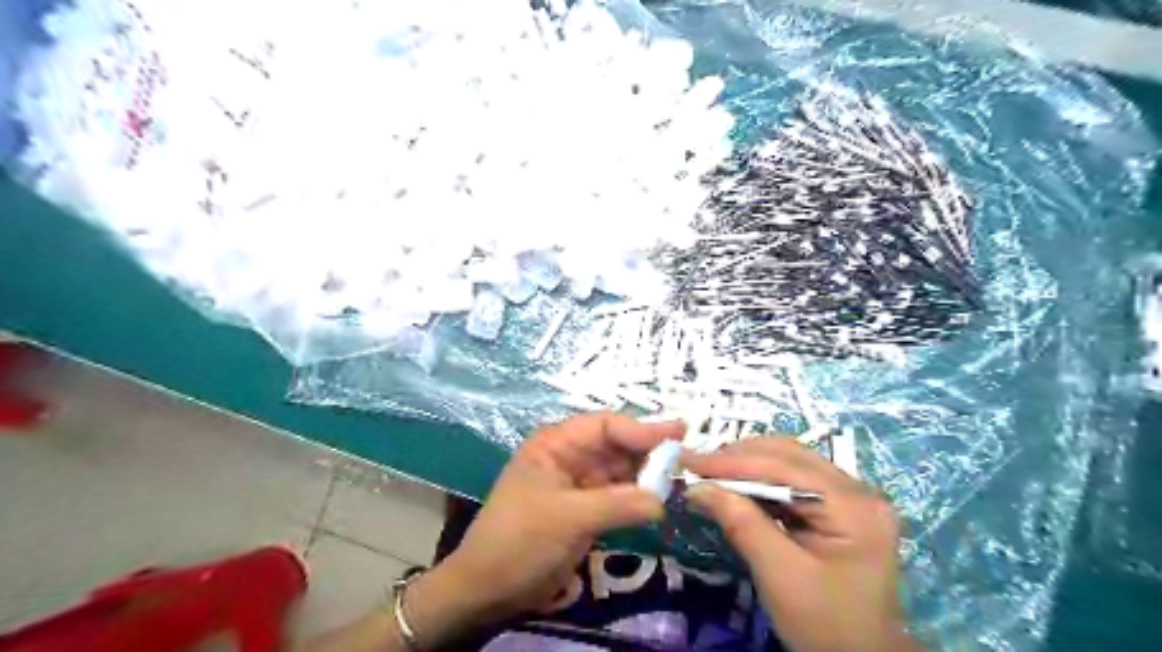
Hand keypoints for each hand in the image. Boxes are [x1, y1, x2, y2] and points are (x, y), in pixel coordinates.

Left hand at [406, 415, 681, 643]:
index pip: (605, 426)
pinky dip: (639, 497)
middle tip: (687, 455)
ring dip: (647, 474)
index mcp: (556, 443)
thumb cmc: (520, 540)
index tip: (677, 436)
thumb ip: (618, 504)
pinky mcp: (586, 509)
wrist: (488, 588)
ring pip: (620, 470)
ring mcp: (579, 483)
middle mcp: (570, 456)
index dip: (641, 430)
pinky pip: (619, 495)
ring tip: (682, 476)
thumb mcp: (569, 517)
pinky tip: (661, 499)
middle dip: (649, 450)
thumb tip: (662, 499)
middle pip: (617, 445)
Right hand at [683, 439, 922, 651]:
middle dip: (738, 458)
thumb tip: (697, 486)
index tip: (687, 461)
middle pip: (787, 455)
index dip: (731, 461)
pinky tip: (735, 488)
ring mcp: (851, 497)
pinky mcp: (840, 507)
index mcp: (853, 505)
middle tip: (695, 466)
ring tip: (709, 474)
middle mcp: (857, 490)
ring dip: (746, 466)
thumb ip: (740, 523)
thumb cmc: (825, 626)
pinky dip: (759, 481)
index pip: (783, 467)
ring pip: (789, 462)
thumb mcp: (779, 575)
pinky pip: (793, 481)